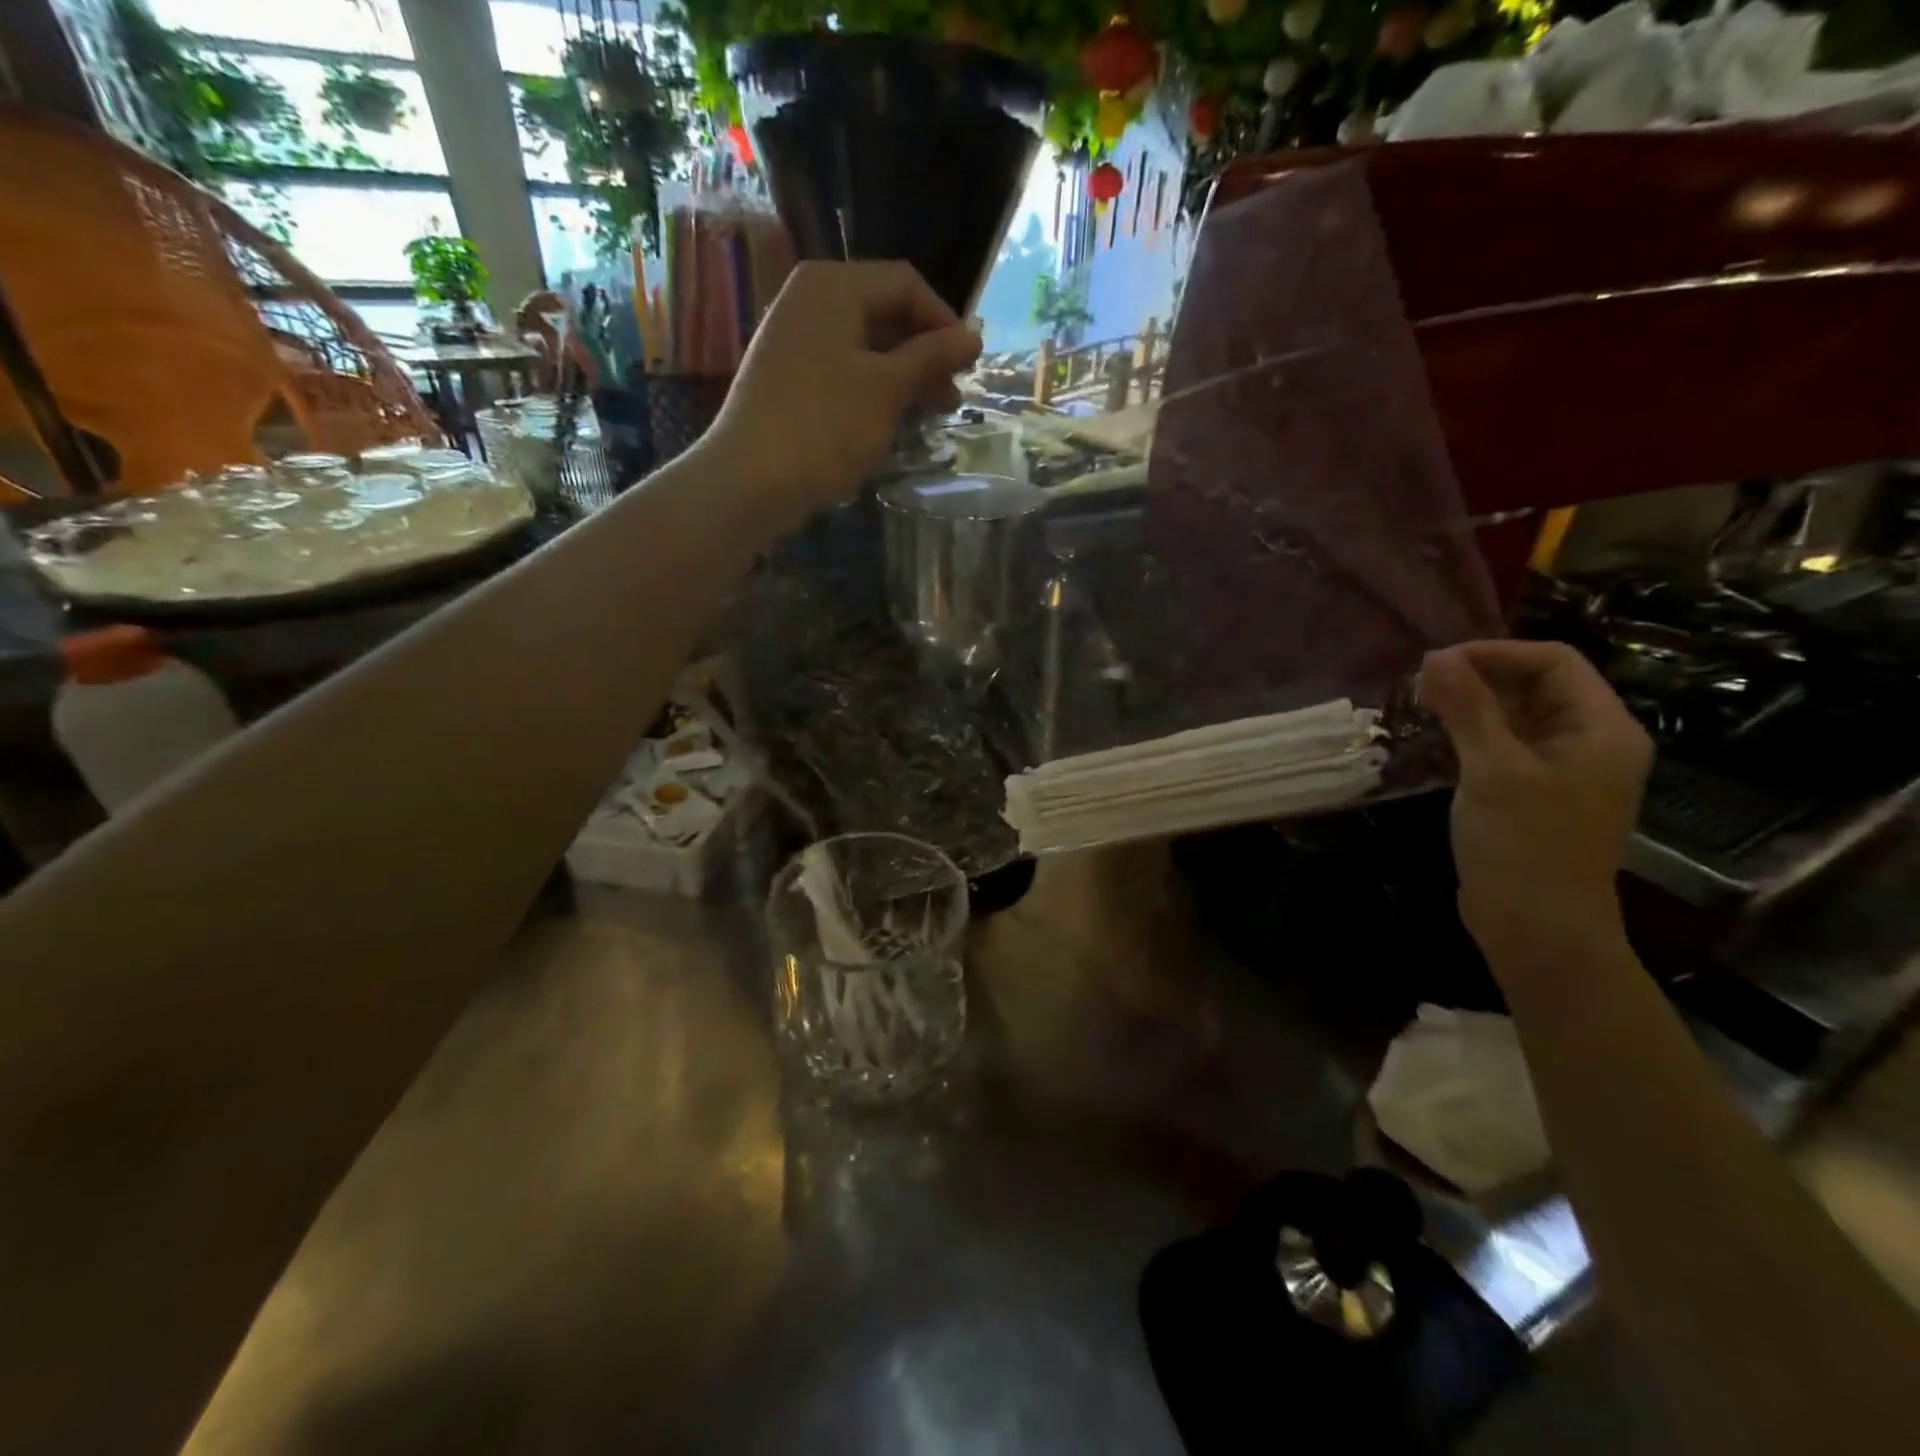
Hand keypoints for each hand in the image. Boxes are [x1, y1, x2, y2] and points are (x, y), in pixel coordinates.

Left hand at [704, 261, 981, 521]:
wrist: (751, 481)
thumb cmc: (826, 426)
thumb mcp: (888, 389)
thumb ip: (932, 357)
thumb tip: (974, 335)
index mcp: (833, 286)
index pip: (905, 284)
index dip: (944, 321)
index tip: (969, 366)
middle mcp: (809, 300)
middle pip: (883, 312)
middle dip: (924, 353)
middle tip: (952, 397)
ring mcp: (793, 340)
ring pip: (864, 346)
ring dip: (902, 376)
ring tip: (929, 415)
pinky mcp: (787, 379)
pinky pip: (842, 371)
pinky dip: (872, 390)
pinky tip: (891, 422)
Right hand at [1418, 641, 1652, 971]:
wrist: (1536, 928)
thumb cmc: (1525, 845)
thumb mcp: (1494, 770)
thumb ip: (1468, 708)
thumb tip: (1436, 656)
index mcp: (1601, 730)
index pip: (1553, 663)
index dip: (1495, 654)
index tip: (1436, 663)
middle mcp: (1588, 742)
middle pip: (1535, 685)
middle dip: (1478, 677)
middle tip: (1420, 684)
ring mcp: (1559, 770)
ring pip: (1514, 716)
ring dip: (1470, 704)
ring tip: (1420, 704)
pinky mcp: (1530, 793)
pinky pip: (1502, 745)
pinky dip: (1469, 733)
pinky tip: (1434, 737)